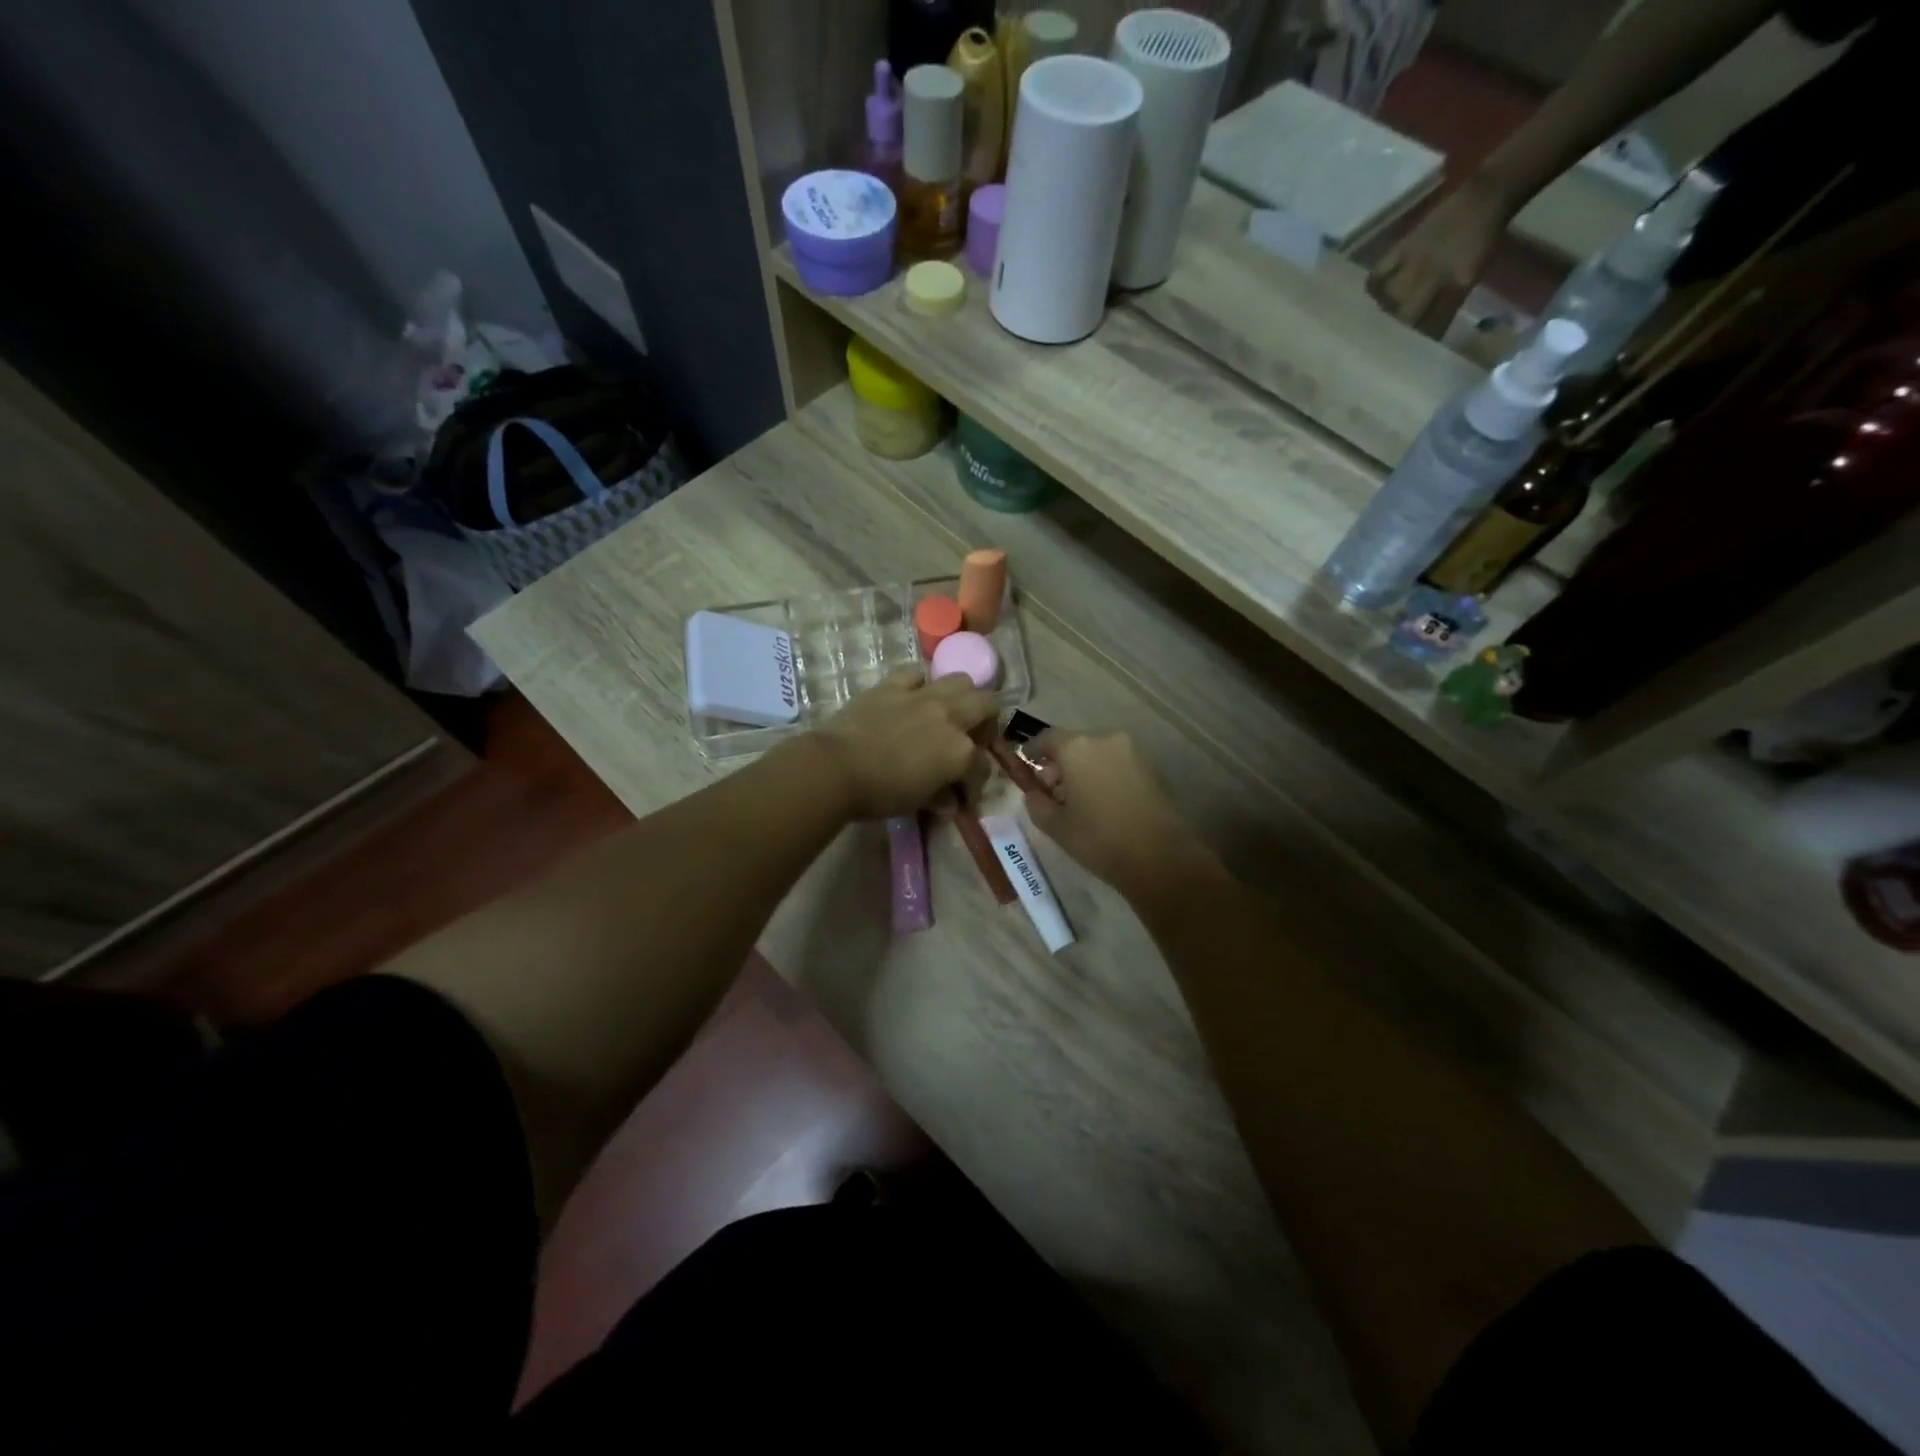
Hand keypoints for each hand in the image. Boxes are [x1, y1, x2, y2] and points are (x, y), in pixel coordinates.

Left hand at [810, 667, 996, 819]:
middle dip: (986, 723)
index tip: (963, 795)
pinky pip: (916, 673)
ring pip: (961, 680)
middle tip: (971, 739)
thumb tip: (950, 801)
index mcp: (960, 751)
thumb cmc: (880, 794)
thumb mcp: (917, 803)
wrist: (835, 769)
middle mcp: (950, 717)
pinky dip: (920, 683)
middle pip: (987, 705)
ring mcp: (922, 696)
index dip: (975, 783)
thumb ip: (940, 797)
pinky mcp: (892, 685)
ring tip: (949, 712)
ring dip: (962, 696)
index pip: (982, 766)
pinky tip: (913, 697)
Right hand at [1021, 730, 1207, 897]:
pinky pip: (1119, 764)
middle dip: (1060, 763)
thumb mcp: (1056, 826)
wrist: (1161, 857)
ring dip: (1085, 769)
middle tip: (1052, 789)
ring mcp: (1134, 751)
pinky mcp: (1153, 767)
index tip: (1026, 765)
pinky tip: (1105, 802)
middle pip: (1074, 744)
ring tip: (1080, 799)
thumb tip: (1034, 793)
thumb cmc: (1099, 839)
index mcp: (1077, 748)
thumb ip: (1037, 803)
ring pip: (1099, 753)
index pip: (1046, 738)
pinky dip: (1107, 775)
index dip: (1033, 751)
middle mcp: (1106, 739)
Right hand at [1367, 176, 1514, 337]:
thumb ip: (1449, 303)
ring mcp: (1415, 261)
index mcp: (1456, 285)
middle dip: (1399, 330)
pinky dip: (1373, 286)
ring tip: (1384, 316)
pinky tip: (1375, 293)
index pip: (1431, 325)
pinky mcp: (1403, 246)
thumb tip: (1427, 330)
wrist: (1485, 196)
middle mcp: (1433, 276)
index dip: (1420, 341)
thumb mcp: (1474, 275)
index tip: (1410, 354)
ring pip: (1389, 298)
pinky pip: (1378, 273)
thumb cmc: (1484, 239)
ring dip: (1385, 311)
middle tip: (1392, 339)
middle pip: (1405, 316)